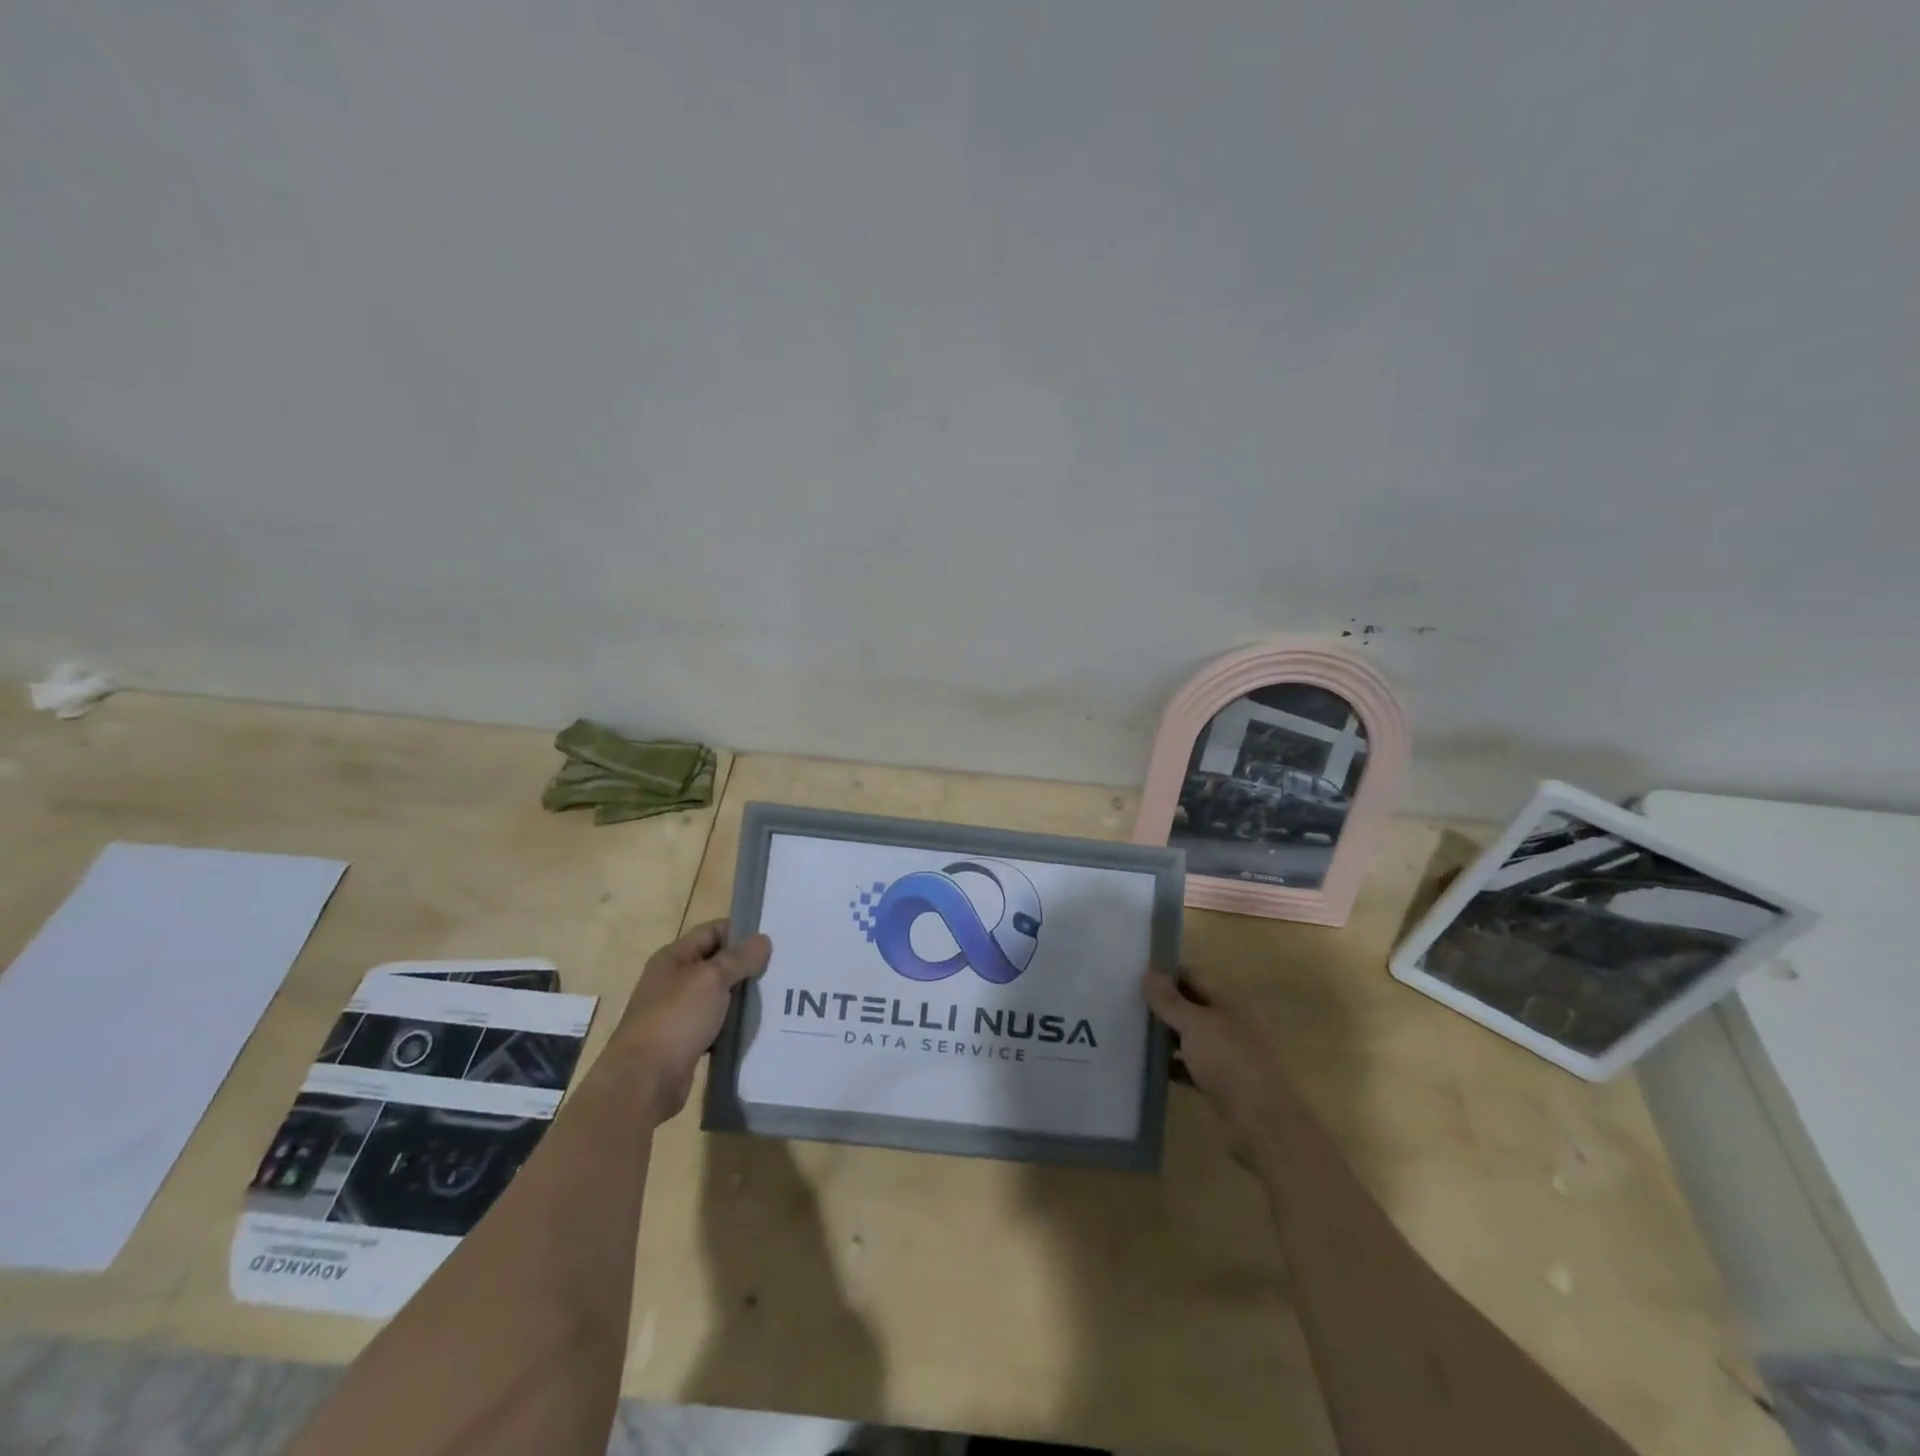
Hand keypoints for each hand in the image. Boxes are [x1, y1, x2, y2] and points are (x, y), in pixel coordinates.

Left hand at [611, 920, 770, 1120]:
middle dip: (746, 965)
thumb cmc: (675, 1019)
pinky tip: (758, 1027)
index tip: (773, 938)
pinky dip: (733, 1025)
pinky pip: (716, 1025)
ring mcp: (678, 1013)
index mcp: (674, 958)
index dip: (741, 931)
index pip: (712, 931)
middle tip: (782, 968)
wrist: (643, 1082)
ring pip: (718, 996)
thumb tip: (763, 940)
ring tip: (778, 996)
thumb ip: (739, 958)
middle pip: (717, 964)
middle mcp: (673, 981)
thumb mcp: (711, 980)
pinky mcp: (685, 1041)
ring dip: (743, 997)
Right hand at [1144, 964, 1289, 1139]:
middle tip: (1127, 1001)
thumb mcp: (1194, 1024)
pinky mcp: (1221, 1080)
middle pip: (1191, 1004)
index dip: (1166, 973)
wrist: (1262, 1122)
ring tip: (1131, 1030)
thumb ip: (1169, 1000)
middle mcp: (1230, 1021)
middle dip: (1162, 1003)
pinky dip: (1173, 1062)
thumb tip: (1149, 974)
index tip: (1134, 974)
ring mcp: (1227, 1052)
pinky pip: (1191, 1063)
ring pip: (1190, 1034)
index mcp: (1229, 1000)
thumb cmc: (1229, 1061)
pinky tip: (1149, 1064)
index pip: (1193, 975)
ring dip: (1165, 1033)